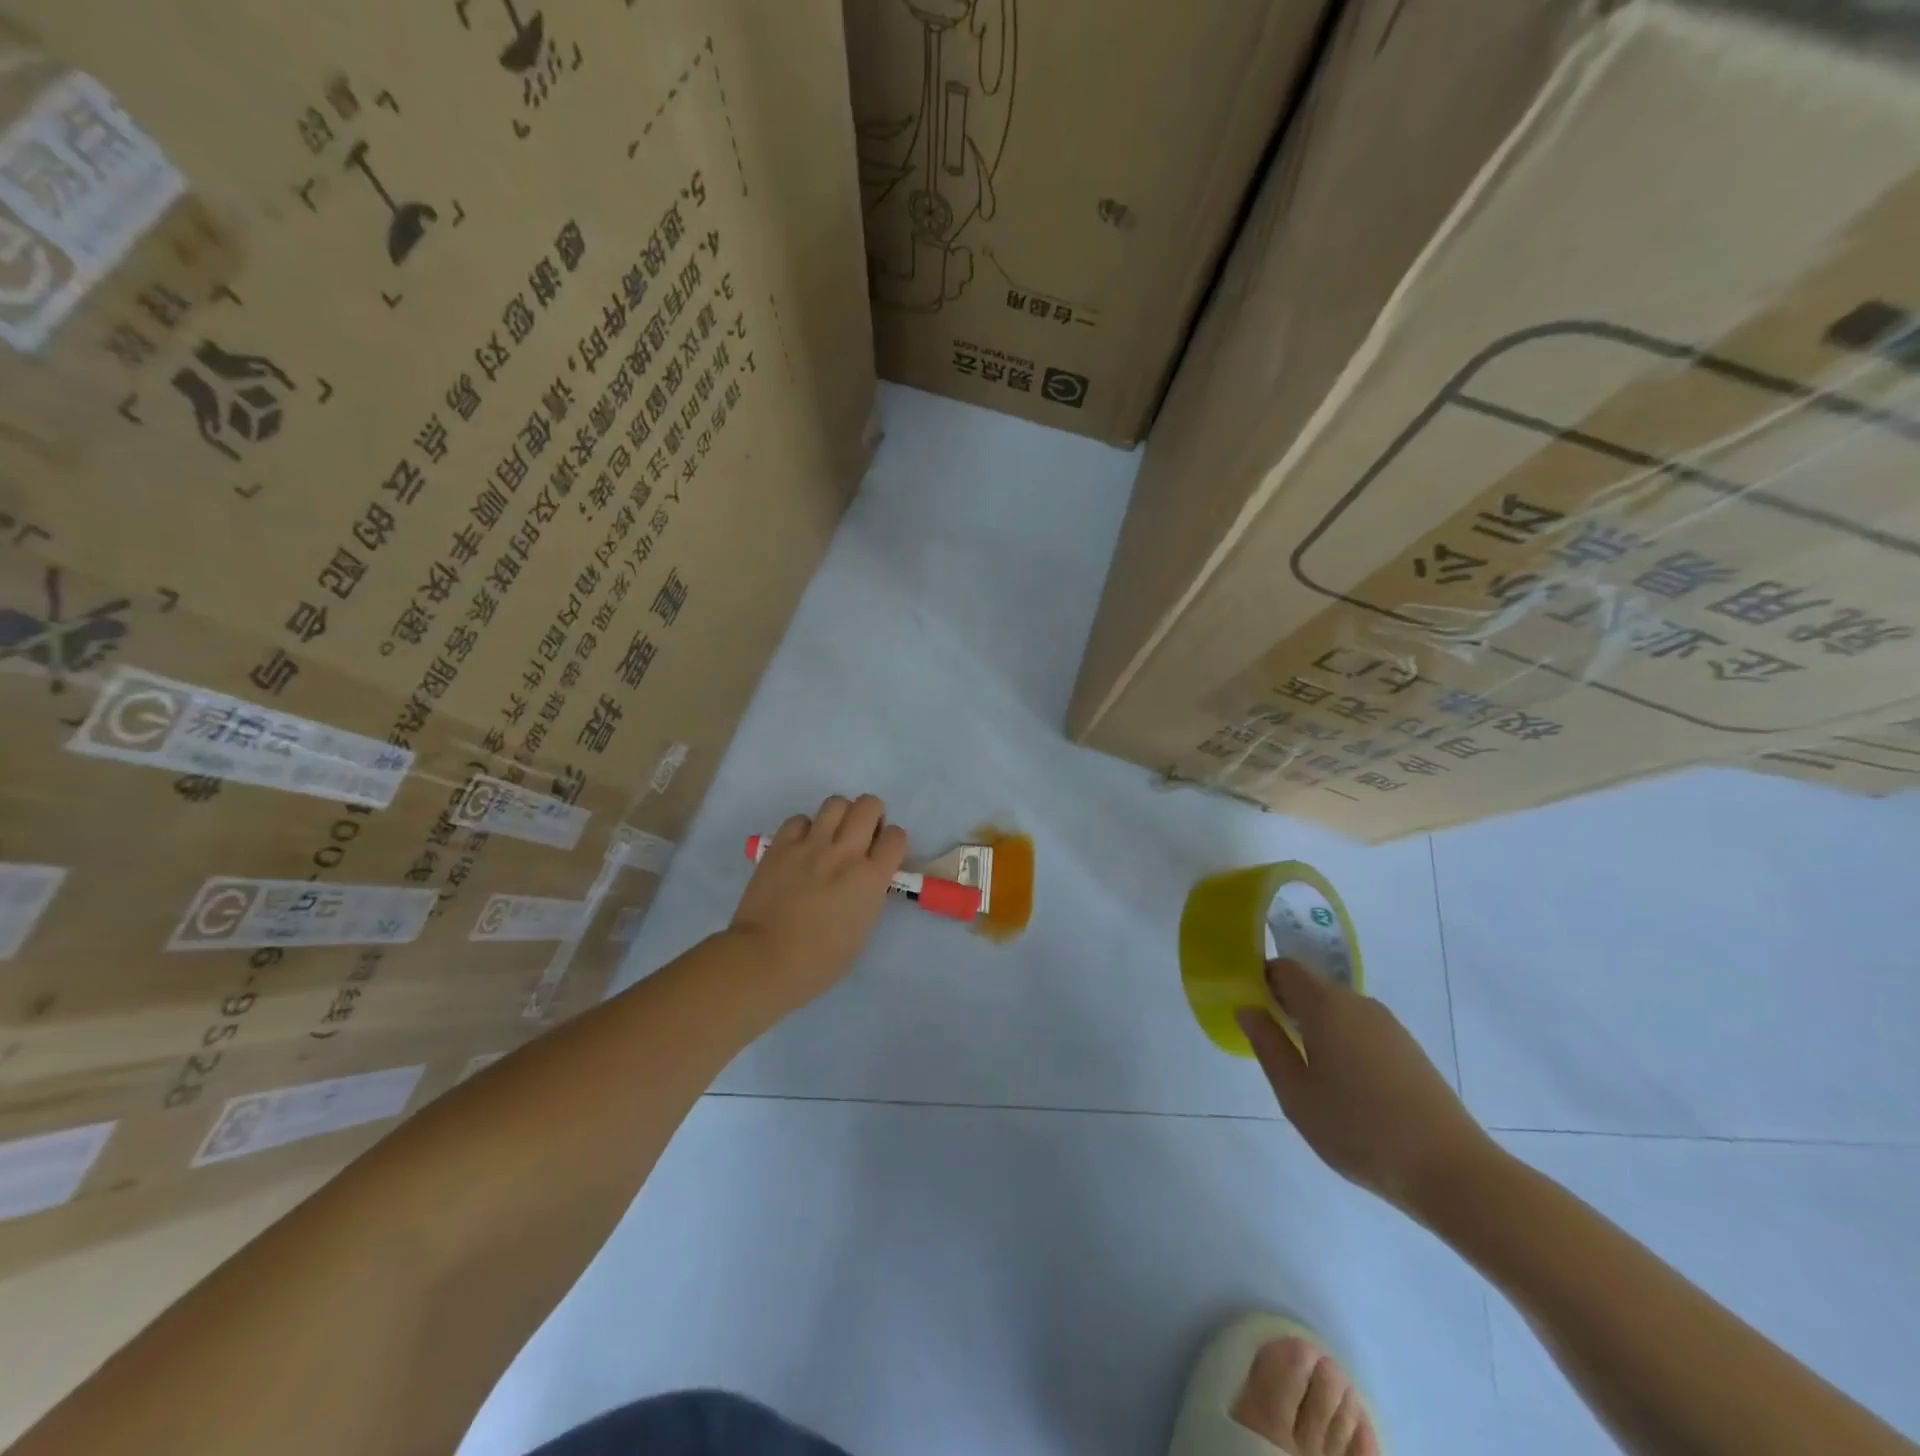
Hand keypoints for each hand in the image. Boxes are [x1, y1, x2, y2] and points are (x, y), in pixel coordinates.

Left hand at [729, 794, 907, 1010]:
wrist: (765, 960)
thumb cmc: (819, 961)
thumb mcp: (861, 930)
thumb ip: (868, 895)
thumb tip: (863, 880)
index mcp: (871, 878)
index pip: (896, 837)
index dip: (891, 842)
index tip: (882, 853)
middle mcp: (845, 853)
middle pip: (869, 805)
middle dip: (871, 815)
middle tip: (861, 835)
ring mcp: (811, 846)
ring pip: (835, 803)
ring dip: (839, 815)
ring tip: (831, 835)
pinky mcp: (780, 846)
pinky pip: (799, 819)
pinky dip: (804, 829)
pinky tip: (800, 847)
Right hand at [1235, 959, 1496, 1219]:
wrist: (1451, 1172)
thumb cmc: (1359, 1129)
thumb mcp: (1296, 1094)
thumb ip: (1267, 1044)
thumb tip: (1248, 1008)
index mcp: (1326, 1005)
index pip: (1285, 968)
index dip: (1262, 981)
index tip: (1251, 1011)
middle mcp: (1358, 1003)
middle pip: (1312, 987)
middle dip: (1288, 1007)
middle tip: (1274, 1049)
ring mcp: (1389, 1026)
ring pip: (1338, 1010)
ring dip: (1317, 1028)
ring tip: (1310, 1075)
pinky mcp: (1409, 1049)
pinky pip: (1362, 1030)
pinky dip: (1344, 1044)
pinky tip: (1347, 1089)